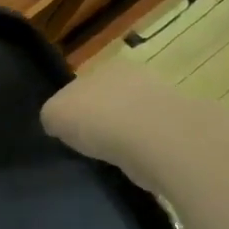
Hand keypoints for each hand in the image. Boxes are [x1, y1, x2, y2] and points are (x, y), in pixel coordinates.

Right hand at [42, 57, 165, 182]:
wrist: (154, 140)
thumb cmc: (98, 118)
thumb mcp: (53, 114)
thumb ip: (52, 115)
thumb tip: (57, 124)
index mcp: (105, 66)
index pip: (83, 85)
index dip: (73, 107)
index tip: (67, 129)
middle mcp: (134, 77)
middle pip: (108, 99)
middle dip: (99, 118)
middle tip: (88, 143)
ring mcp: (159, 102)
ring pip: (131, 117)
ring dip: (121, 134)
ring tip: (110, 155)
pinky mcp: (176, 129)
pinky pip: (149, 138)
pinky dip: (139, 149)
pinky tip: (131, 161)